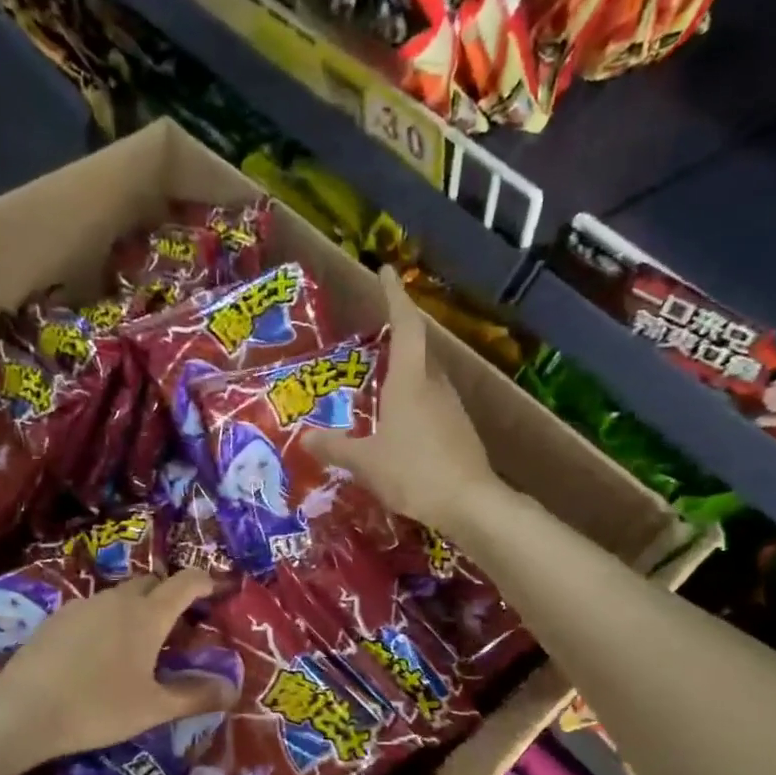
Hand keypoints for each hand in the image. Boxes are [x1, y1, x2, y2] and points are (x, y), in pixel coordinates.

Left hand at [0, 569, 233, 763]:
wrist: (24, 709)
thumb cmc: (98, 707)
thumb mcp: (153, 708)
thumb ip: (194, 696)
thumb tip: (232, 691)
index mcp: (148, 615)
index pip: (185, 582)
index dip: (205, 581)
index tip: (216, 590)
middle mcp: (118, 600)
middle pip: (152, 582)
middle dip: (169, 594)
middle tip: (178, 622)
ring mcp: (84, 604)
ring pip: (120, 594)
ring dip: (137, 606)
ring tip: (139, 639)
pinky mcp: (58, 617)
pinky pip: (94, 607)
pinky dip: (108, 618)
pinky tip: (100, 649)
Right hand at [302, 266, 496, 533]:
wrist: (470, 503)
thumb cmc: (413, 472)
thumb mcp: (365, 462)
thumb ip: (335, 448)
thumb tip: (305, 438)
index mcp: (410, 381)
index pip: (405, 326)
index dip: (395, 297)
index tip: (387, 271)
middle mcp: (435, 386)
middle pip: (418, 351)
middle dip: (399, 339)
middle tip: (375, 339)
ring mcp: (452, 409)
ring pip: (427, 380)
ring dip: (406, 375)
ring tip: (381, 386)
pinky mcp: (460, 432)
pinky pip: (432, 406)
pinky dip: (414, 405)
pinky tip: (400, 427)